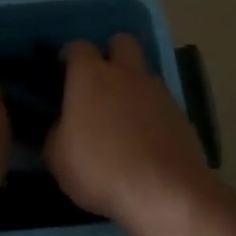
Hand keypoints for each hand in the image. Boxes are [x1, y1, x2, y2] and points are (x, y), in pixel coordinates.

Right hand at [46, 34, 215, 232]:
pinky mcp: (181, 115)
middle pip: (122, 42)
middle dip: (110, 53)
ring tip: (122, 118)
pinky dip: (150, 112)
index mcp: (91, 76)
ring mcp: (158, 92)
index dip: (69, 56)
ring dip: (132, 85)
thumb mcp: (57, 157)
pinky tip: (143, 139)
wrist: (165, 193)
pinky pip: (160, 102)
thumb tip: (61, 124)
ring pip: (144, 73)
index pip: (78, 47)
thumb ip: (55, 132)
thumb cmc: (100, 169)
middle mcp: (126, 74)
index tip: (62, 71)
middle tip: (99, 82)